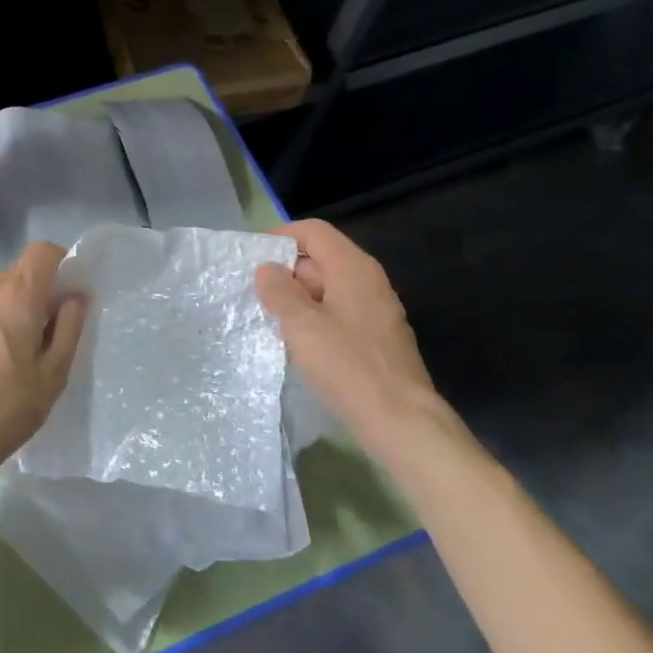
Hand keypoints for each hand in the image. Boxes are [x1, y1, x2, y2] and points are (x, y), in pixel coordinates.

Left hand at [0, 241, 86, 504]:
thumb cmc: (7, 407)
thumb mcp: (53, 374)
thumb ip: (69, 328)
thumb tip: (74, 298)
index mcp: (18, 294)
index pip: (43, 252)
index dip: (58, 264)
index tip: (63, 294)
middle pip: (16, 274)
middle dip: (31, 295)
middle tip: (37, 335)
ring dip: (3, 307)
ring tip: (5, 349)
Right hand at [255, 219, 451, 453]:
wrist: (401, 421)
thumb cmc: (348, 366)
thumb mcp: (302, 326)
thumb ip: (279, 291)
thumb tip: (267, 269)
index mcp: (352, 267)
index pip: (313, 231)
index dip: (280, 236)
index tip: (251, 256)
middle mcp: (368, 280)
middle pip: (321, 258)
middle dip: (286, 271)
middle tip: (254, 293)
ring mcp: (376, 309)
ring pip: (328, 288)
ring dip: (298, 298)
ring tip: (269, 318)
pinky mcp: (376, 336)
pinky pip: (338, 311)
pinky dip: (314, 317)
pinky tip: (297, 342)